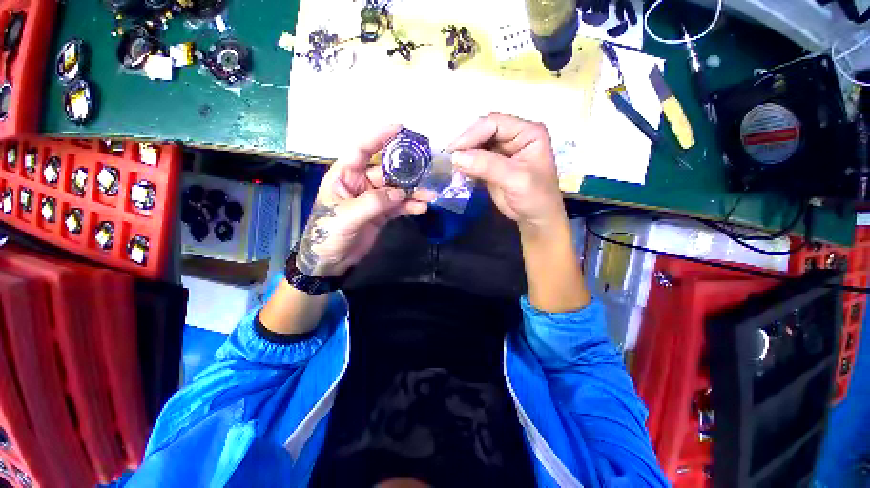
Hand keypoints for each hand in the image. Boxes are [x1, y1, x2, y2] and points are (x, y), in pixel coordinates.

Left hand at [297, 125, 432, 277]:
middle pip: (387, 172)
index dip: (379, 137)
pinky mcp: (381, 213)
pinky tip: (421, 208)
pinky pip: (398, 206)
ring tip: (430, 195)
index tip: (400, 128)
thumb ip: (373, 202)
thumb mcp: (346, 216)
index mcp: (345, 175)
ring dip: (413, 192)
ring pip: (396, 190)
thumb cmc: (327, 234)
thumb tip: (399, 193)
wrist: (330, 261)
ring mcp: (373, 199)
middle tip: (428, 171)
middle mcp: (360, 183)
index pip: (361, 149)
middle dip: (407, 172)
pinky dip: (410, 206)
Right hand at [451, 114, 586, 311]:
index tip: (453, 151)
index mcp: (529, 133)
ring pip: (478, 145)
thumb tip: (456, 157)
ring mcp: (505, 152)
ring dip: (463, 155)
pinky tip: (457, 173)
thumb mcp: (515, 183)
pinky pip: (476, 159)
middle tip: (446, 159)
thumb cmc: (535, 203)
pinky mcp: (496, 166)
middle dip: (464, 143)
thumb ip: (487, 166)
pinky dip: (465, 165)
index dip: (472, 133)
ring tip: (449, 167)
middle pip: (484, 131)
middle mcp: (518, 138)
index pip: (494, 123)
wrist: (538, 223)